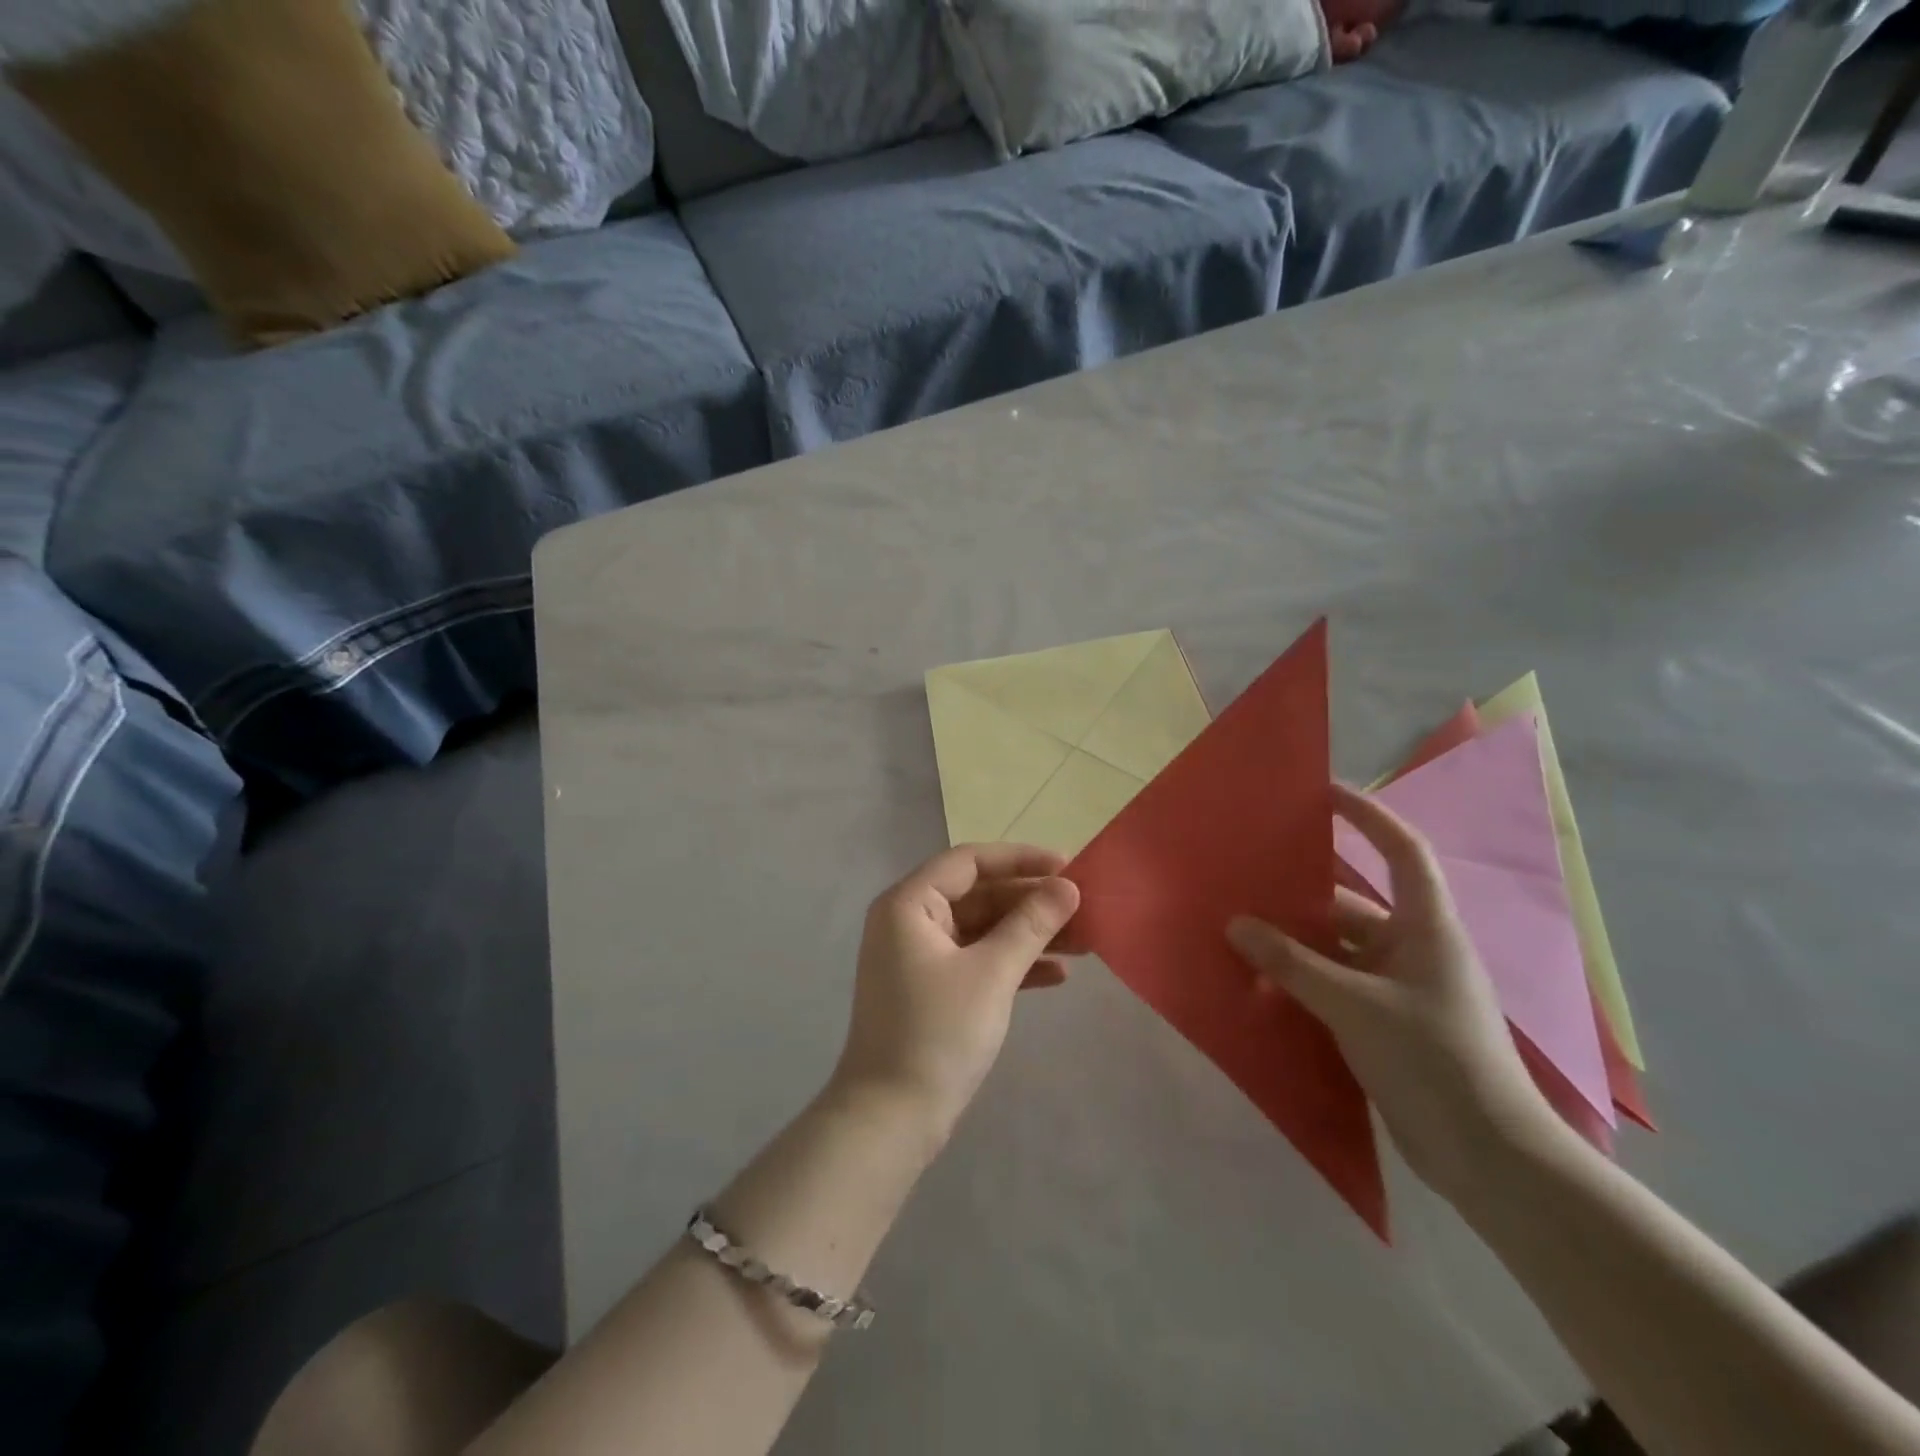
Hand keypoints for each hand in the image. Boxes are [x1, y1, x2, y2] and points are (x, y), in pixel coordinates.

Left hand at [833, 844, 1083, 1145]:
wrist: (892, 1118)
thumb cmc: (938, 1033)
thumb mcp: (992, 973)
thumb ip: (1031, 924)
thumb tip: (1069, 887)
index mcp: (909, 904)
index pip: (969, 861)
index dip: (1020, 860)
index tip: (1067, 867)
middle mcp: (909, 921)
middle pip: (978, 895)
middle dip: (1031, 902)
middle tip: (1083, 907)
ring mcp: (919, 957)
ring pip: (982, 929)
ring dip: (1029, 934)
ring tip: (1084, 941)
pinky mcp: (931, 989)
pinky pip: (977, 960)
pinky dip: (1012, 963)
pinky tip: (1057, 975)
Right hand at [1228, 785, 1560, 1201]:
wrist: (1488, 1158)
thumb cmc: (1433, 1060)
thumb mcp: (1355, 1006)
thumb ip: (1292, 964)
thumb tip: (1236, 925)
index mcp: (1427, 929)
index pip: (1401, 852)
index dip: (1367, 817)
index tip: (1323, 794)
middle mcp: (1415, 950)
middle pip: (1353, 904)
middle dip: (1303, 893)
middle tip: (1250, 878)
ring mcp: (1402, 989)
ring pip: (1339, 949)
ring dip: (1296, 943)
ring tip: (1242, 932)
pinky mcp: (1388, 1025)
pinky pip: (1336, 984)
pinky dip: (1303, 979)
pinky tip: (1263, 983)